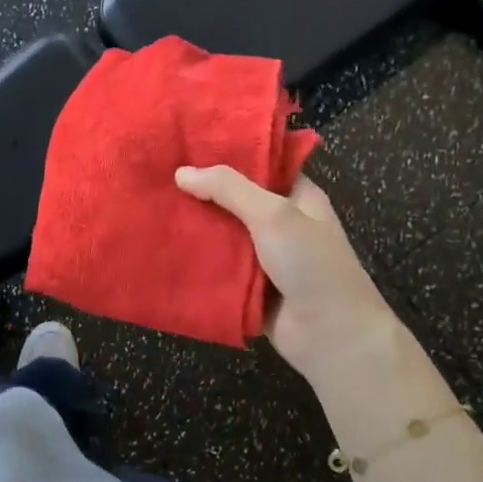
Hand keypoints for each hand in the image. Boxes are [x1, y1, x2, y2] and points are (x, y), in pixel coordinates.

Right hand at [174, 165, 394, 380]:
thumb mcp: (274, 215)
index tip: (186, 144)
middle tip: (157, 174)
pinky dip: (194, 259)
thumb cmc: (312, 265)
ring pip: (220, 233)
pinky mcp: (246, 286)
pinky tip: (160, 246)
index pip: (259, 165)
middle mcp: (279, 223)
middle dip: (200, 191)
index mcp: (296, 197)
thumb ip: (229, 189)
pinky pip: (215, 266)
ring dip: (192, 226)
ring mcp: (262, 256)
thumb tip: (181, 172)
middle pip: (233, 199)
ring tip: (151, 206)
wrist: (331, 337)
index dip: (226, 153)